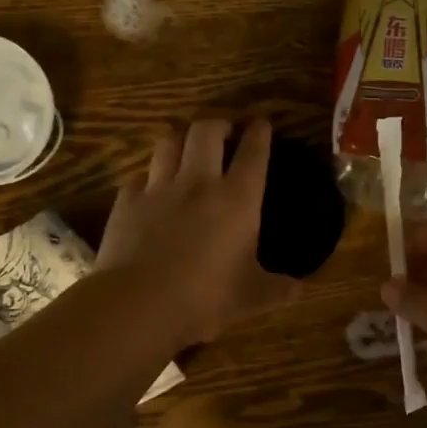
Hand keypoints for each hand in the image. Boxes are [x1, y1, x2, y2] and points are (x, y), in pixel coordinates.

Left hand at [98, 118, 299, 346]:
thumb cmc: (205, 298)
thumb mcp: (251, 297)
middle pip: (206, 130)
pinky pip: (140, 175)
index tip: (261, 124)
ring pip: (169, 141)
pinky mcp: (127, 201)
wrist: (138, 304)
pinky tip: (151, 188)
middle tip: (224, 133)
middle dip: (218, 124)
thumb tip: (299, 290)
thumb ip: (277, 289)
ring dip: (181, 139)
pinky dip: (149, 176)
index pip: (253, 151)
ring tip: (186, 148)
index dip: (259, 132)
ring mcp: (159, 187)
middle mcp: (199, 182)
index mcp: (238, 198)